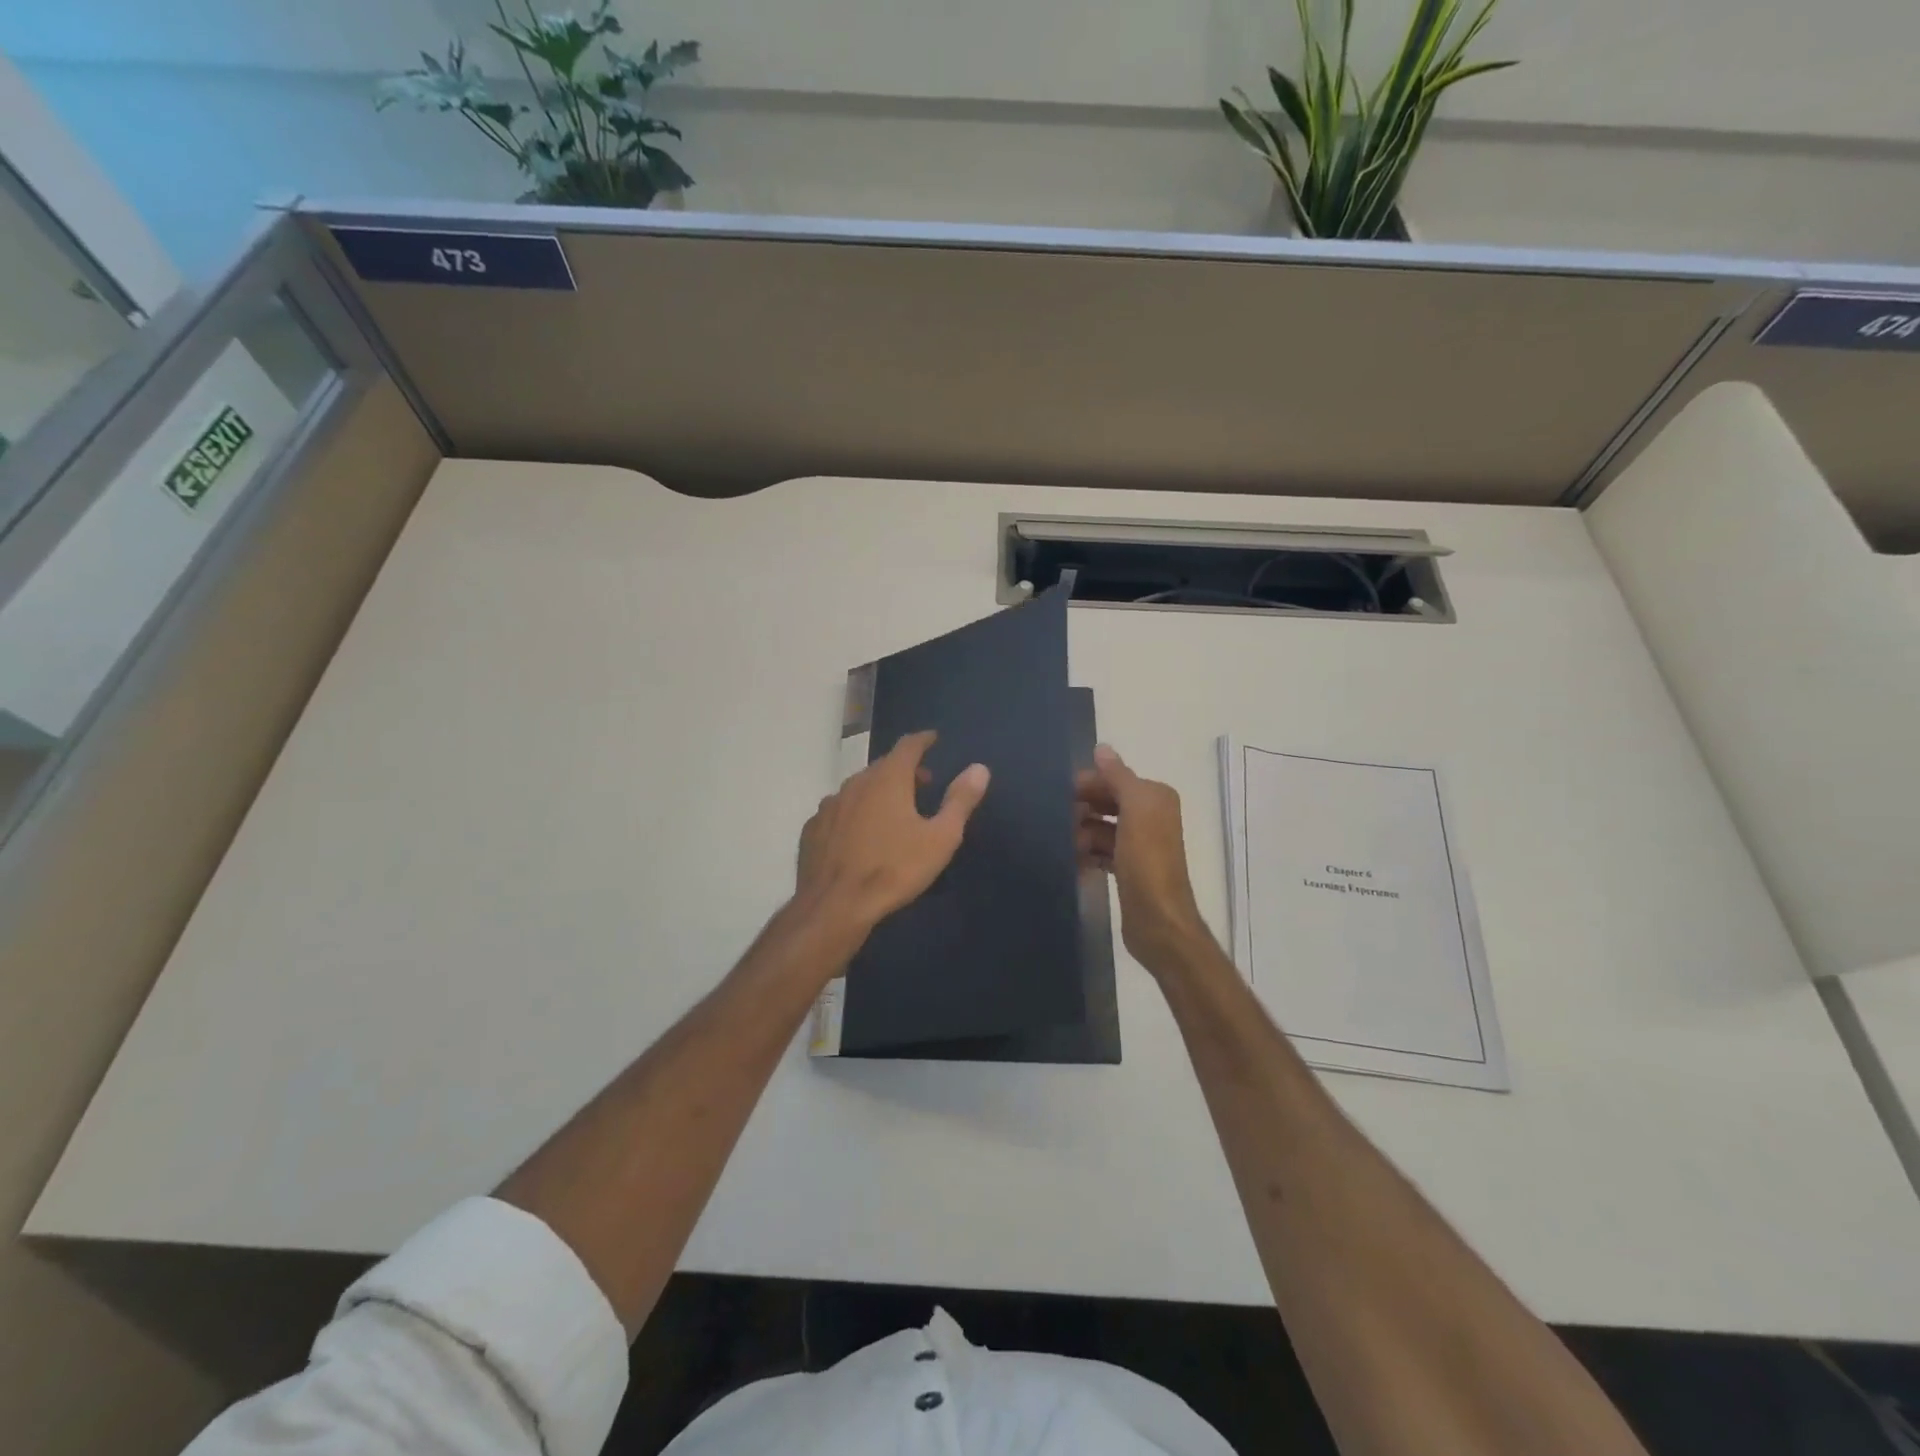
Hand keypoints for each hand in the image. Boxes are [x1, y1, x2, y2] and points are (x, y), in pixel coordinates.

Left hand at [795, 730, 990, 938]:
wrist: (835, 905)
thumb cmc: (894, 869)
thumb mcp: (940, 838)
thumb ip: (960, 800)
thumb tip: (979, 768)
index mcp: (888, 779)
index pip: (908, 746)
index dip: (923, 740)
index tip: (933, 739)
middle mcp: (855, 783)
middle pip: (883, 766)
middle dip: (904, 769)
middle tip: (922, 783)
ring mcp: (830, 805)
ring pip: (858, 788)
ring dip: (878, 791)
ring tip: (892, 810)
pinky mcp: (813, 828)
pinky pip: (839, 811)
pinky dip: (854, 812)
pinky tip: (859, 834)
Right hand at [1077, 744, 1211, 975]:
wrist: (1159, 922)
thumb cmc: (1147, 862)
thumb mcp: (1135, 811)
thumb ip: (1119, 777)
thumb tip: (1101, 748)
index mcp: (1155, 798)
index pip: (1115, 779)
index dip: (1088, 784)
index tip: (1058, 795)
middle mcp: (1151, 817)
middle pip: (1107, 802)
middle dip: (1082, 809)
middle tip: (1057, 822)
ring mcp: (1140, 845)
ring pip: (1101, 828)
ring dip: (1081, 833)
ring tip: (1065, 847)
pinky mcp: (1129, 870)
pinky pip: (1101, 852)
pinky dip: (1087, 854)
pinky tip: (1071, 862)